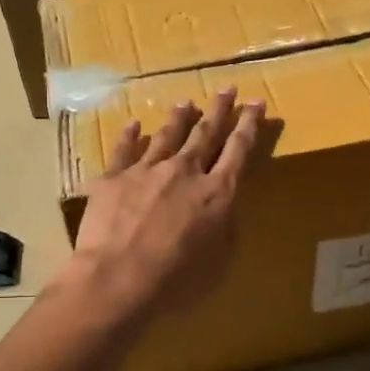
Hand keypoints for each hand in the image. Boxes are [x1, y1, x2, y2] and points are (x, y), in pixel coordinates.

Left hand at [66, 88, 265, 313]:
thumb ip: (224, 229)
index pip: (238, 150)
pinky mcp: (114, 178)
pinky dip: (131, 135)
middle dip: (219, 110)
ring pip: (167, 135)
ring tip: (187, 102)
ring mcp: (147, 170)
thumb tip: (223, 208)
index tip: (255, 103)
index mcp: (217, 193)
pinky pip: (124, 149)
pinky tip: (134, 124)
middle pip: (206, 133)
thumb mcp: (219, 262)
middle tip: (227, 89)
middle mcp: (185, 172)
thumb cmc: (176, 281)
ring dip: (179, 118)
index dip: (248, 125)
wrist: (117, 279)